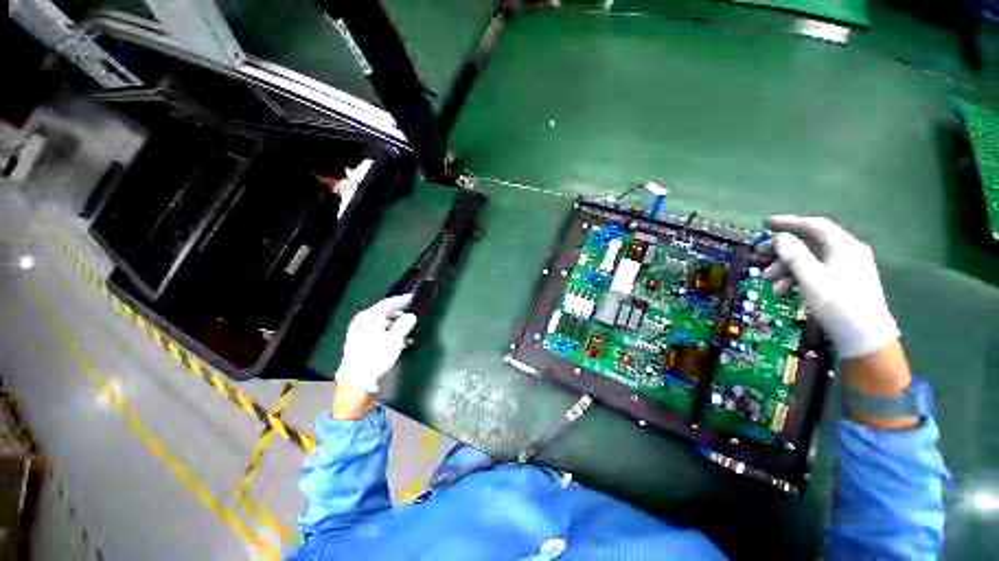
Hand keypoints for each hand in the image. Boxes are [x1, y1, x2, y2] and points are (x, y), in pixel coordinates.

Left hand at [335, 294, 416, 393]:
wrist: (357, 378)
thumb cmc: (377, 356)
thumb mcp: (395, 339)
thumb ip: (404, 324)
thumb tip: (411, 316)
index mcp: (370, 316)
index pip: (388, 302)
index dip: (402, 300)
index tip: (412, 297)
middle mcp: (362, 320)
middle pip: (384, 311)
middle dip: (398, 312)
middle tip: (411, 312)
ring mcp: (358, 330)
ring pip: (380, 321)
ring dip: (394, 322)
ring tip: (407, 327)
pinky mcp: (358, 340)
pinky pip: (376, 328)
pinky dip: (387, 330)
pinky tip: (396, 337)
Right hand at [760, 216, 899, 358]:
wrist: (864, 337)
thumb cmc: (837, 302)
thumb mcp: (810, 277)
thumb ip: (794, 254)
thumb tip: (780, 238)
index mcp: (843, 246)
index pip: (814, 225)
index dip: (789, 222)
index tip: (765, 223)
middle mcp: (847, 252)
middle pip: (809, 244)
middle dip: (782, 251)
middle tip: (759, 257)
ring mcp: (847, 268)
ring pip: (810, 260)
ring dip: (786, 268)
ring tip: (771, 282)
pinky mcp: (844, 282)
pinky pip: (816, 272)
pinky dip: (798, 277)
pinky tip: (785, 290)